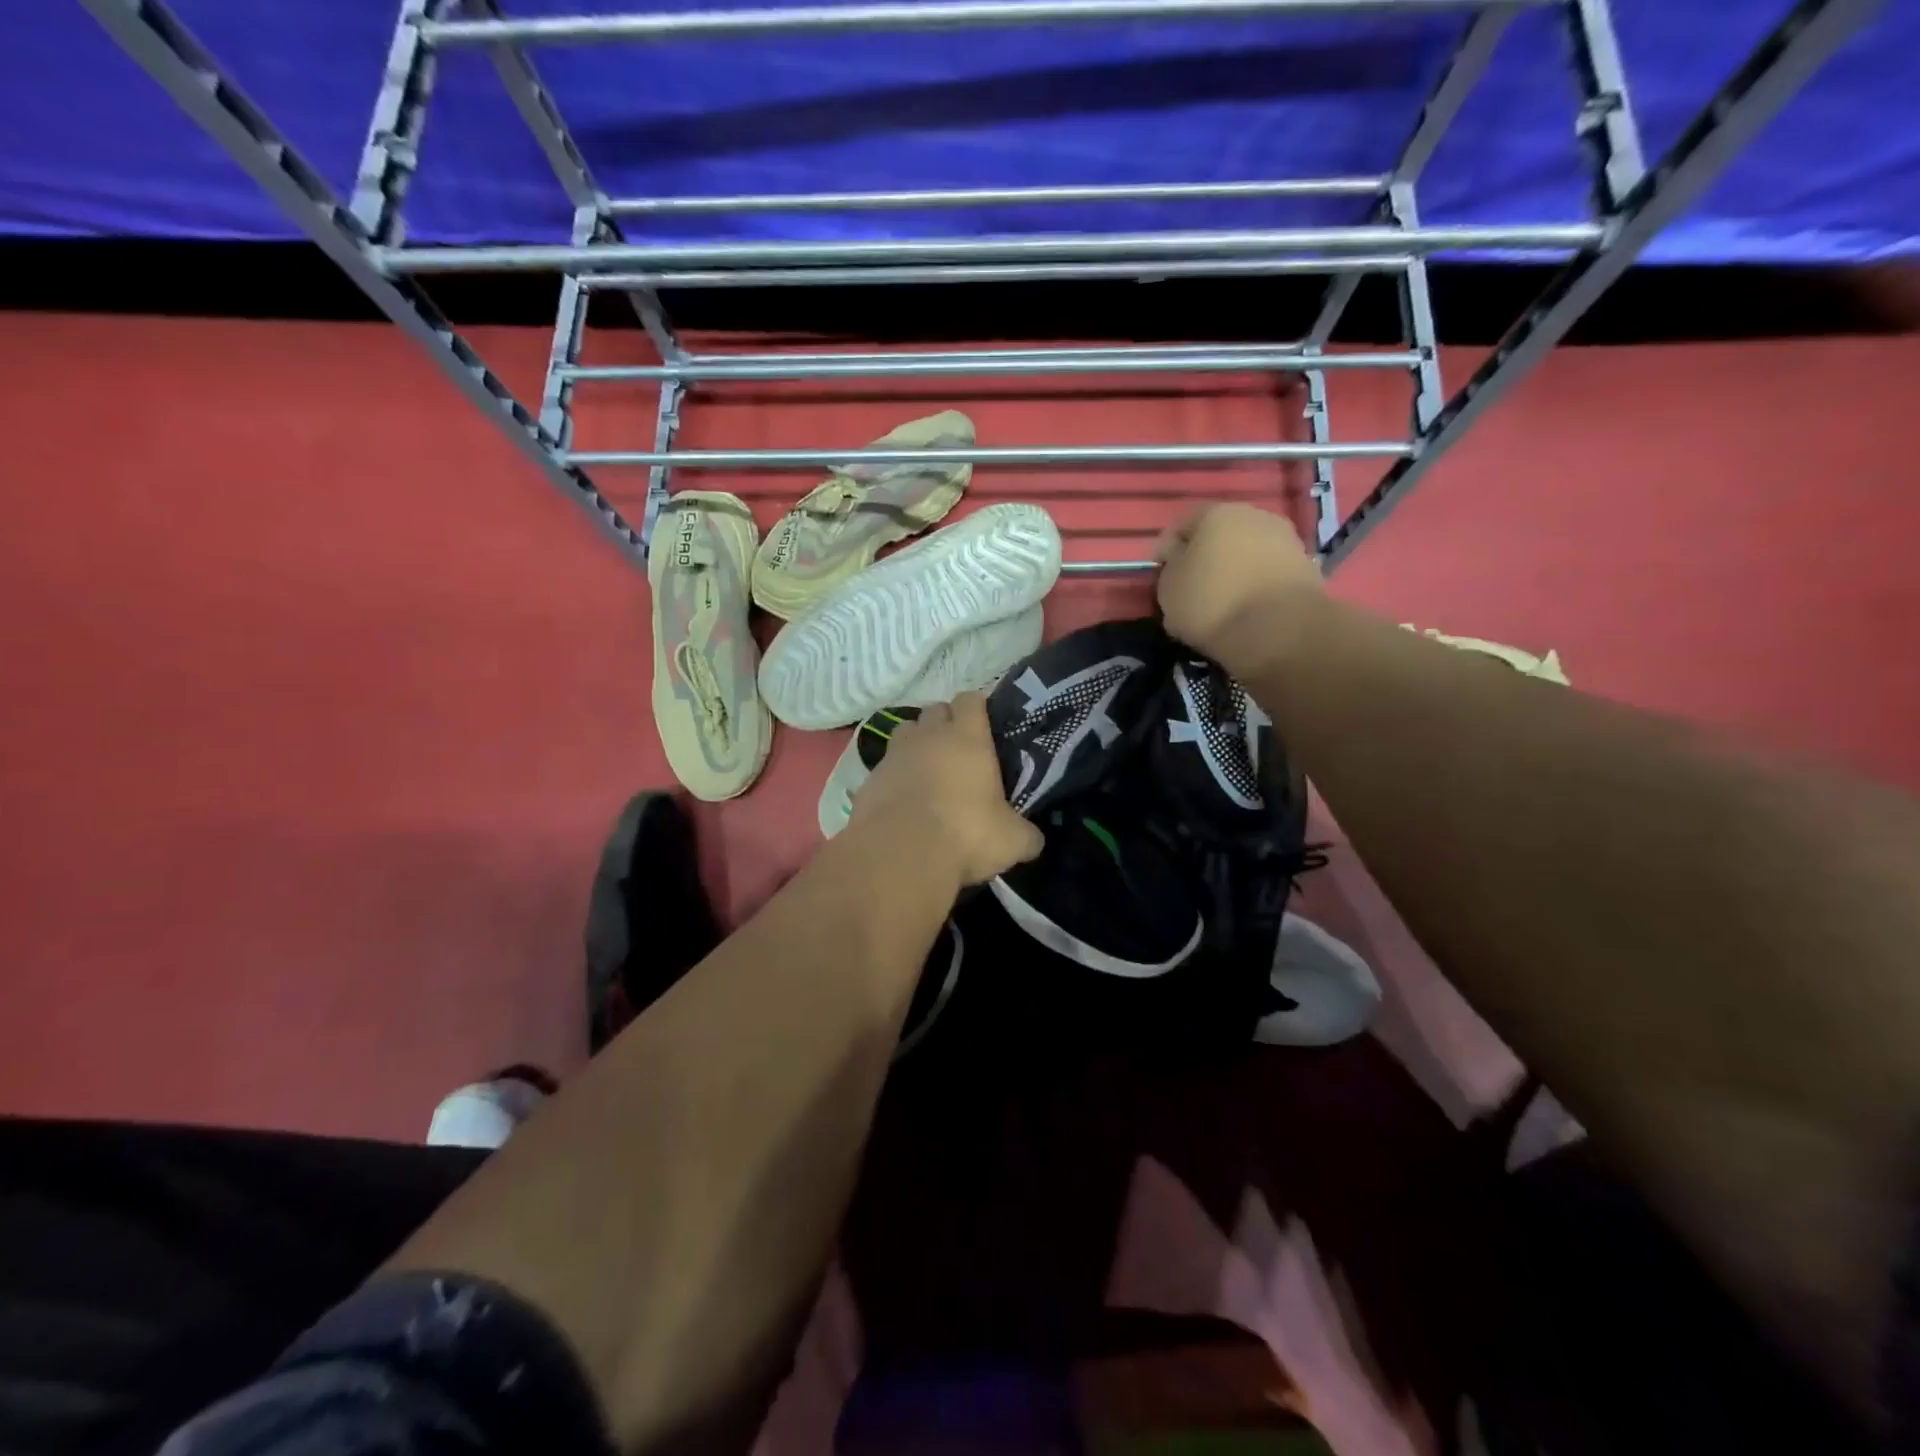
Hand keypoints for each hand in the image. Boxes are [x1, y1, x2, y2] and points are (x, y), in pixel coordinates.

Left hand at [850, 692, 1043, 886]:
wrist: (900, 856)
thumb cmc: (966, 835)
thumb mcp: (1012, 841)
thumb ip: (1026, 835)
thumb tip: (1033, 840)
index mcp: (967, 738)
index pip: (971, 700)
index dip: (978, 707)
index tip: (986, 724)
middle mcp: (929, 736)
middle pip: (936, 710)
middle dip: (946, 723)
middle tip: (959, 750)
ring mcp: (894, 755)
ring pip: (906, 732)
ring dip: (917, 743)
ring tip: (928, 770)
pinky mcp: (869, 779)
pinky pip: (885, 767)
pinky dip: (895, 776)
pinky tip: (904, 800)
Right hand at [1154, 503, 1322, 677]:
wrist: (1279, 631)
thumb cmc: (1212, 603)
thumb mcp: (1168, 588)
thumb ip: (1169, 567)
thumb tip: (1178, 558)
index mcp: (1215, 513)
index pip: (1181, 525)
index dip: (1166, 550)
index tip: (1160, 576)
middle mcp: (1254, 515)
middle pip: (1218, 535)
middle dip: (1204, 558)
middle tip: (1191, 589)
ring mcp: (1285, 540)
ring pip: (1246, 553)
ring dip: (1232, 572)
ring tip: (1220, 604)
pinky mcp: (1305, 567)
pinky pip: (1268, 573)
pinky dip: (1255, 586)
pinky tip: (1246, 610)